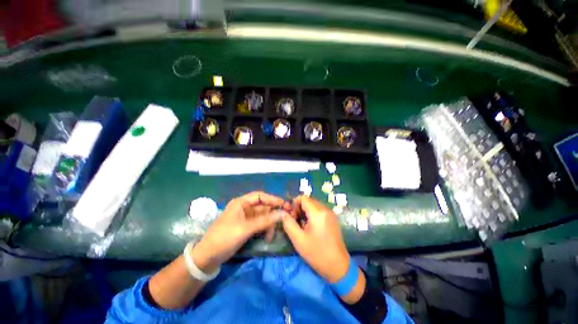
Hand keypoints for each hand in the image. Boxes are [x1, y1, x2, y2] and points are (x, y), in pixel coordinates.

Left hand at [191, 191, 290, 272]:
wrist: (208, 257)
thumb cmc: (225, 238)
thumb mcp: (246, 229)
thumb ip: (265, 221)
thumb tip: (283, 214)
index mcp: (241, 203)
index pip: (260, 196)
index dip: (272, 199)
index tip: (284, 204)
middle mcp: (244, 208)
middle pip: (263, 207)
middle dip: (272, 214)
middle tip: (284, 219)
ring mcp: (245, 218)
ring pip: (262, 217)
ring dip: (269, 224)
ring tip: (271, 235)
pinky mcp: (246, 227)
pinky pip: (259, 224)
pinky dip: (264, 229)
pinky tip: (267, 237)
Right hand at [282, 195, 350, 282]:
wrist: (338, 266)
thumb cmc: (317, 254)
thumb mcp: (298, 240)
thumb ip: (288, 223)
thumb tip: (283, 213)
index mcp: (318, 213)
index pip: (303, 198)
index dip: (294, 203)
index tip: (291, 215)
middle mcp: (325, 209)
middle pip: (309, 200)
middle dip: (300, 208)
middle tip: (295, 221)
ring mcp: (331, 213)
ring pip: (314, 205)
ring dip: (306, 211)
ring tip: (303, 225)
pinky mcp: (333, 218)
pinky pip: (320, 210)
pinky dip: (313, 214)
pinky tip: (311, 227)